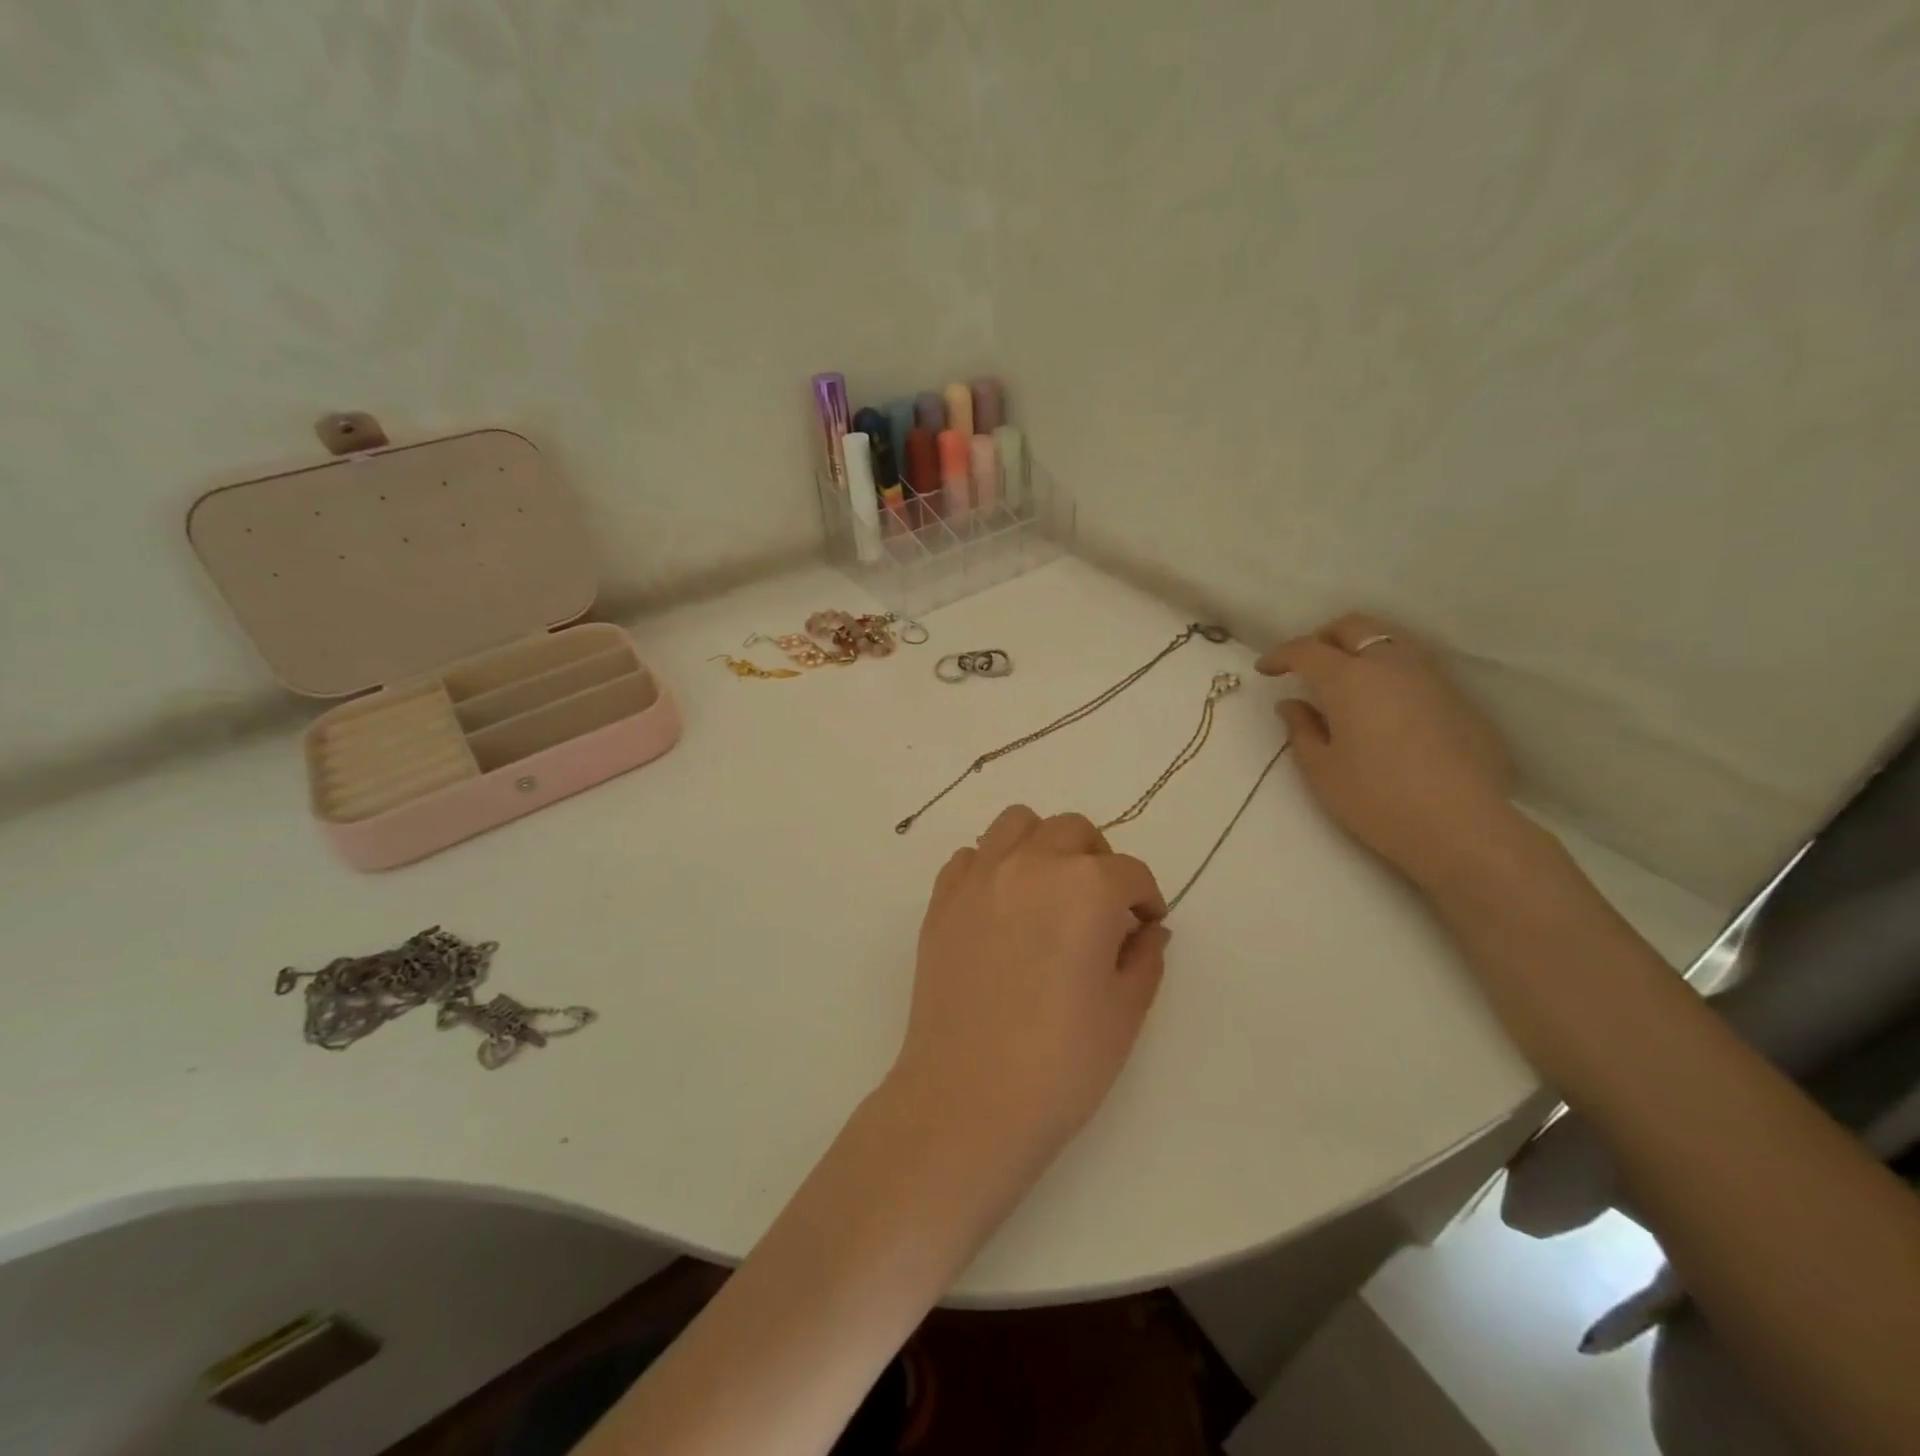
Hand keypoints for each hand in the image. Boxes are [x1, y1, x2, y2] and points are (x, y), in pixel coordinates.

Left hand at [888, 806, 1170, 1179]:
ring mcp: (979, 877)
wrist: (968, 1099)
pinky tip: (1002, 906)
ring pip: (1017, 824)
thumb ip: (1144, 956)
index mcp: (1085, 886)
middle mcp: (1031, 863)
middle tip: (1104, 905)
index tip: (1147, 925)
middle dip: (1099, 860)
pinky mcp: (941, 899)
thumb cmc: (1062, 1062)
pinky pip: (971, 857)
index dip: (1146, 899)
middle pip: (1074, 831)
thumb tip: (1148, 929)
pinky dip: (993, 866)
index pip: (1130, 872)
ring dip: (1043, 844)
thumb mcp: (1125, 1011)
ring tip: (1051, 888)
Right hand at [1257, 613, 1518, 890]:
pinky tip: (1383, 707)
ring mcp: (1431, 678)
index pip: (1307, 650)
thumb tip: (1292, 705)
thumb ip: (1301, 729)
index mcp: (1349, 679)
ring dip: (1360, 650)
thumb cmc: (1376, 799)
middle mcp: (1391, 665)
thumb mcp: (1321, 769)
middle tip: (1305, 665)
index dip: (1281, 655)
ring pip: (1389, 641)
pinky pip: (1415, 668)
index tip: (1265, 670)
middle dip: (1323, 638)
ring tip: (1345, 681)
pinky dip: (1389, 673)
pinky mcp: (1458, 699)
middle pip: (1354, 627)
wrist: (1460, 827)